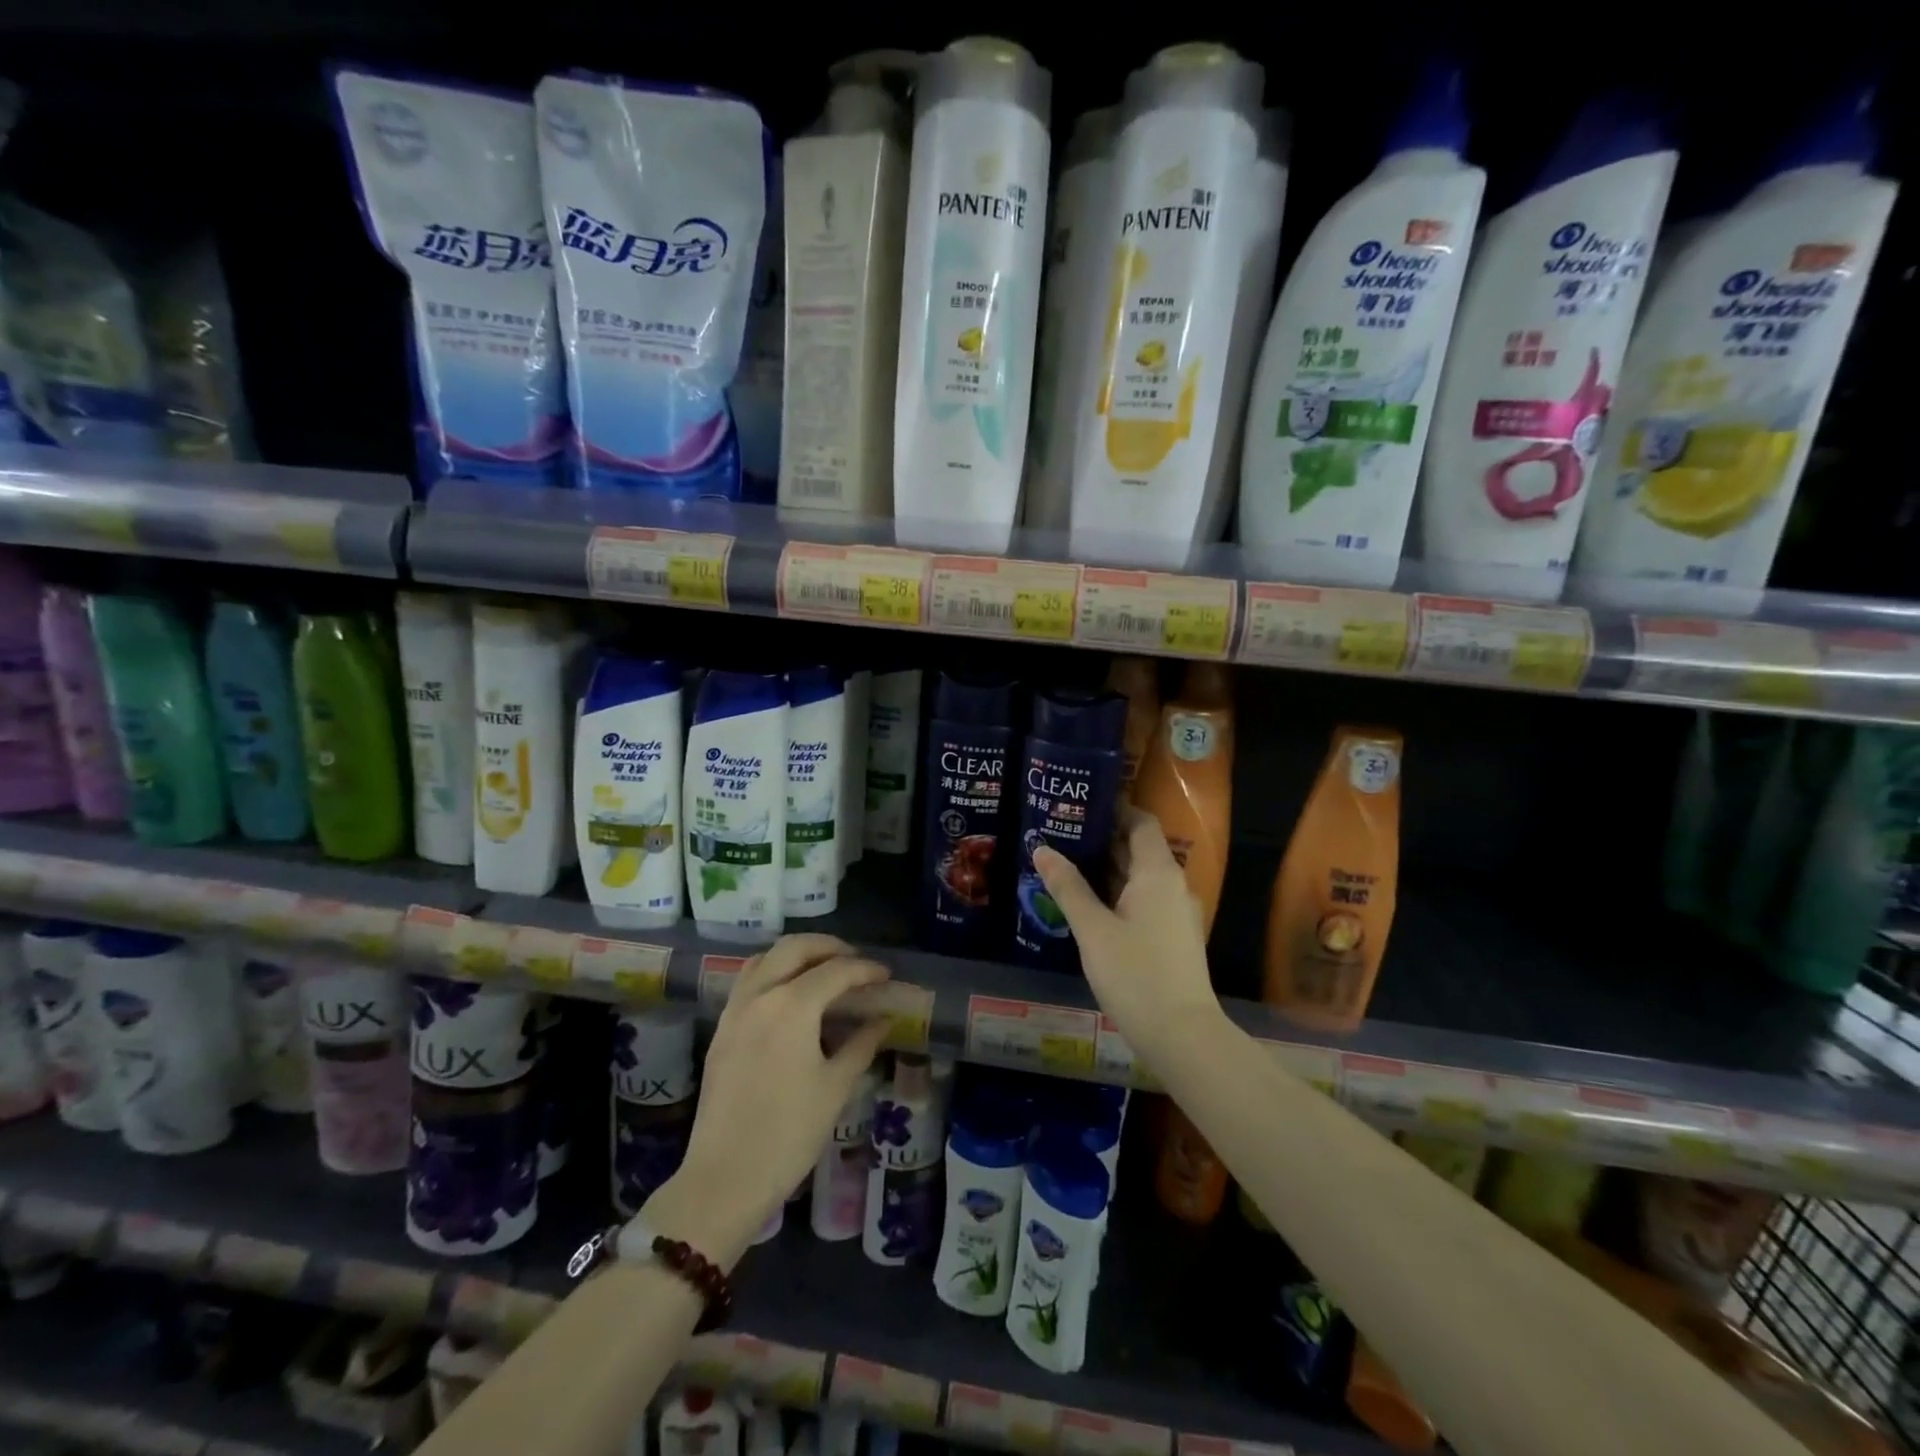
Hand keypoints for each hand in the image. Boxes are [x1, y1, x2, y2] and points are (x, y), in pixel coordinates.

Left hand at [642, 935, 889, 1267]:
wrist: (724, 1178)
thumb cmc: (789, 1133)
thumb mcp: (836, 1087)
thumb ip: (861, 1044)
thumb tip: (883, 1020)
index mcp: (792, 1006)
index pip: (836, 971)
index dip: (866, 969)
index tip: (886, 976)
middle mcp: (760, 995)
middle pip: (795, 948)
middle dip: (829, 947)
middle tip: (856, 962)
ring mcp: (735, 1010)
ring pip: (767, 958)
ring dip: (798, 955)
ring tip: (824, 971)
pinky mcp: (721, 1030)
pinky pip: (749, 981)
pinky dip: (774, 972)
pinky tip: (791, 996)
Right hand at [1034, 808, 1225, 1063]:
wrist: (1181, 1035)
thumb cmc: (1135, 974)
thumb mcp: (1093, 929)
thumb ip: (1067, 887)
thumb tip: (1042, 848)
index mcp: (1158, 873)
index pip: (1141, 822)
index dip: (1114, 810)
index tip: (1080, 805)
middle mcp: (1173, 885)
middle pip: (1139, 848)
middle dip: (1102, 840)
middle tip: (1061, 834)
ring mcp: (1177, 912)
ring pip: (1140, 877)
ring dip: (1108, 869)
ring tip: (1067, 865)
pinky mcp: (1174, 936)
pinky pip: (1144, 900)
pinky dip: (1118, 893)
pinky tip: (1089, 904)